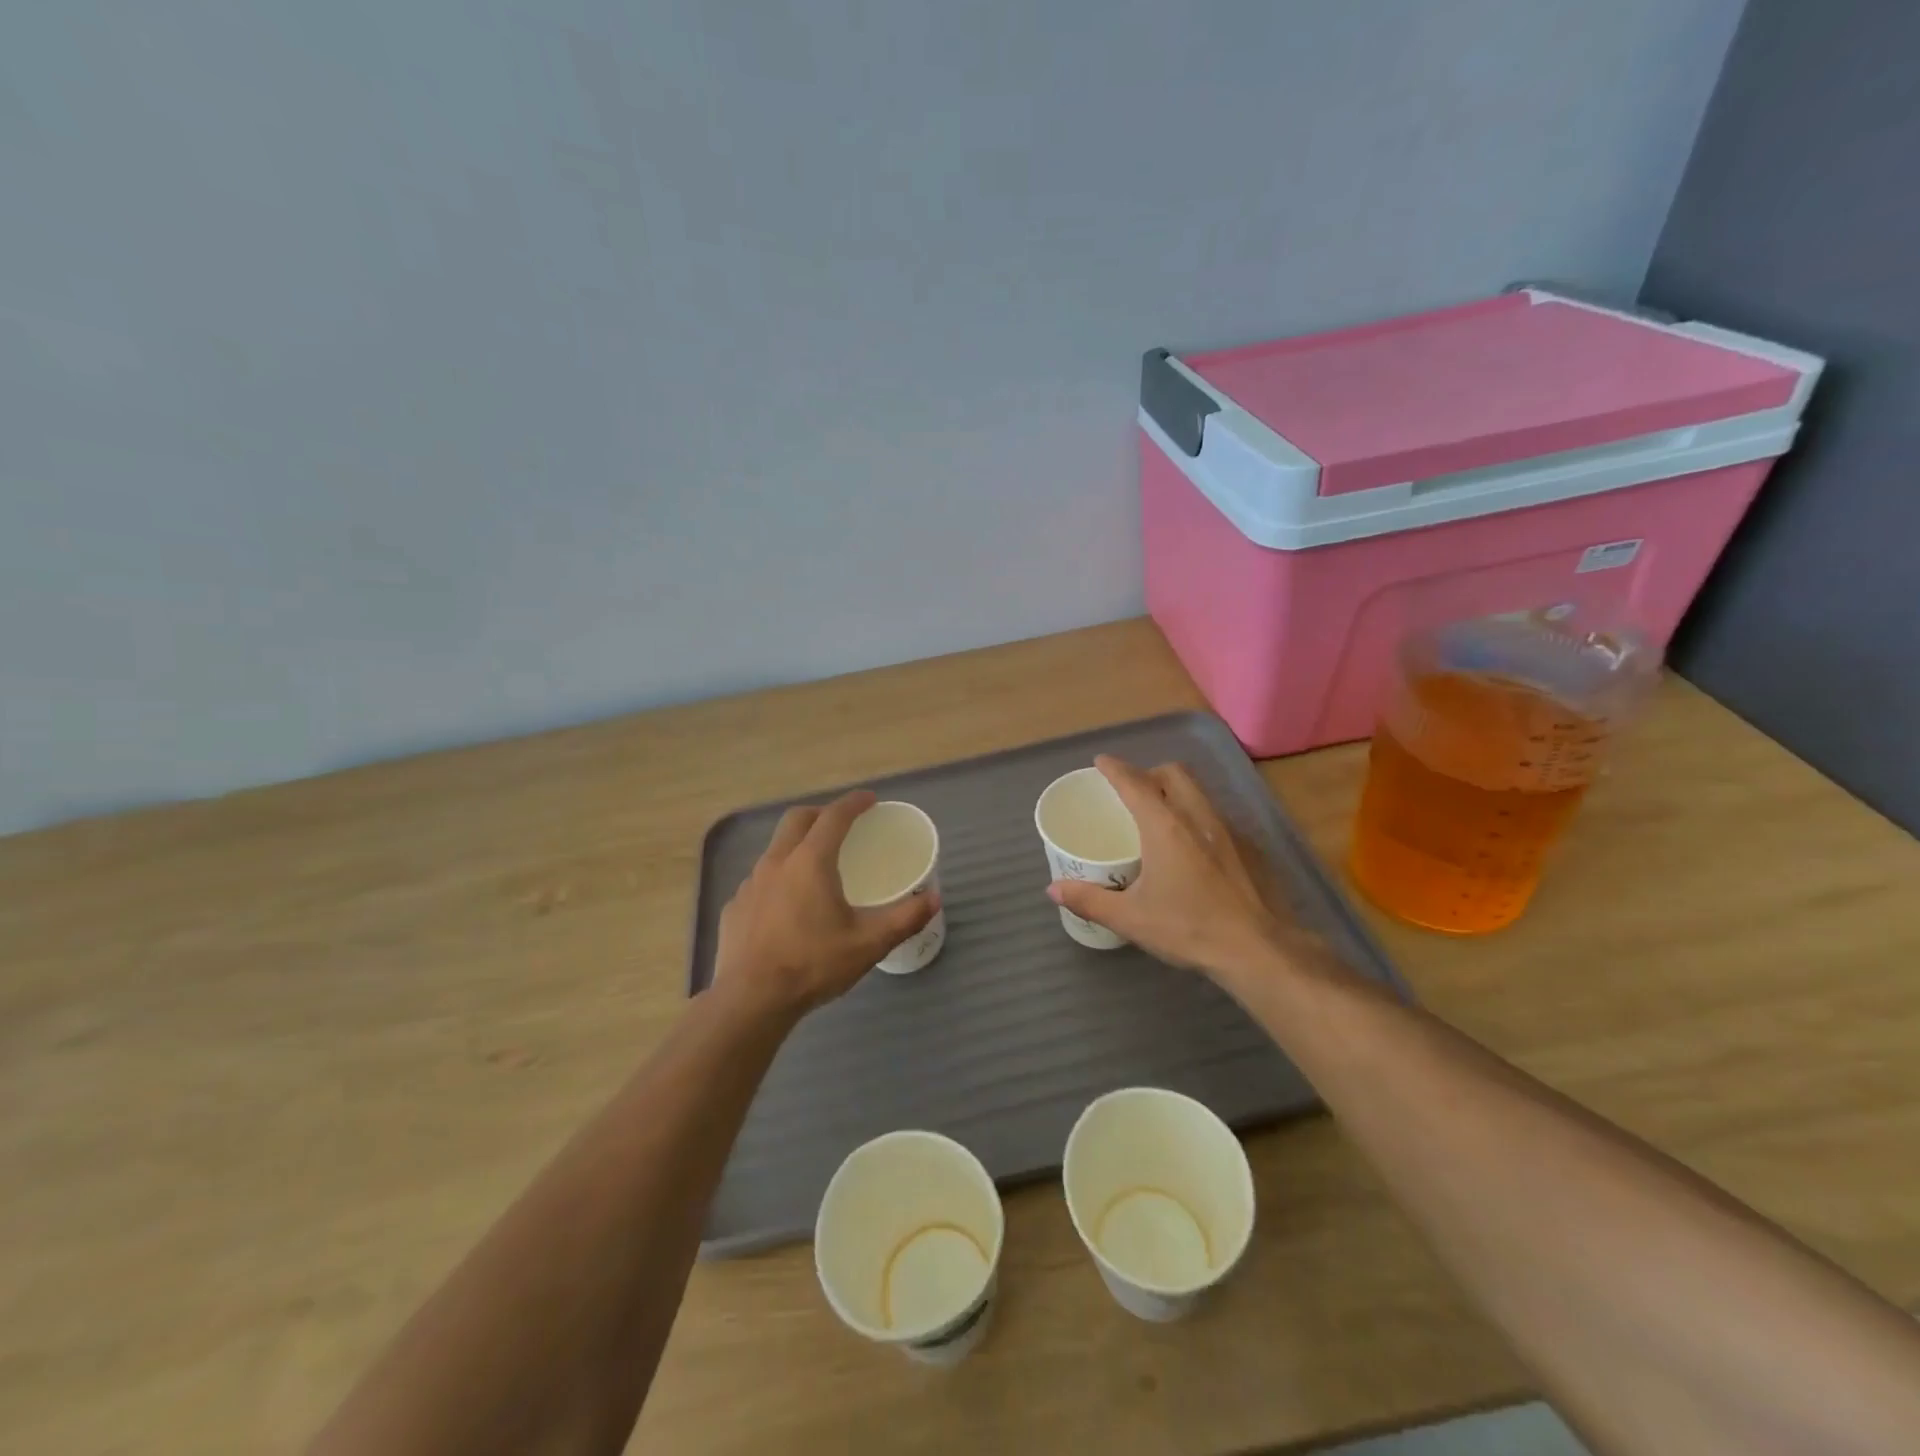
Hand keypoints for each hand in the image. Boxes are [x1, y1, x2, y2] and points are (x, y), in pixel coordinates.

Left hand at [713, 790, 938, 1019]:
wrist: (750, 1000)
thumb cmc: (812, 964)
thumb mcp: (868, 944)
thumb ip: (904, 918)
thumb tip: (934, 899)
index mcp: (810, 862)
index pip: (834, 816)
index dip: (854, 803)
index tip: (870, 799)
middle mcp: (777, 862)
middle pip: (797, 819)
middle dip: (821, 813)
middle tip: (842, 825)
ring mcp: (750, 884)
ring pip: (775, 849)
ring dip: (797, 845)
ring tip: (816, 867)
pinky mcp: (734, 907)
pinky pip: (760, 880)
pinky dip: (778, 878)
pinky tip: (787, 906)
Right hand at [1047, 756, 1313, 984]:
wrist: (1259, 950)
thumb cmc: (1189, 928)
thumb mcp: (1131, 918)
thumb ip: (1089, 900)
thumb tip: (1053, 889)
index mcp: (1165, 826)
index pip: (1135, 783)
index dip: (1115, 769)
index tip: (1101, 761)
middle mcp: (1198, 817)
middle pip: (1174, 773)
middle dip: (1150, 772)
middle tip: (1133, 790)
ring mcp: (1229, 830)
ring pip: (1199, 793)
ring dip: (1177, 792)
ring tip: (1161, 817)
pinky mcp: (1250, 849)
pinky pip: (1217, 818)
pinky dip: (1198, 819)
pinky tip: (1194, 851)